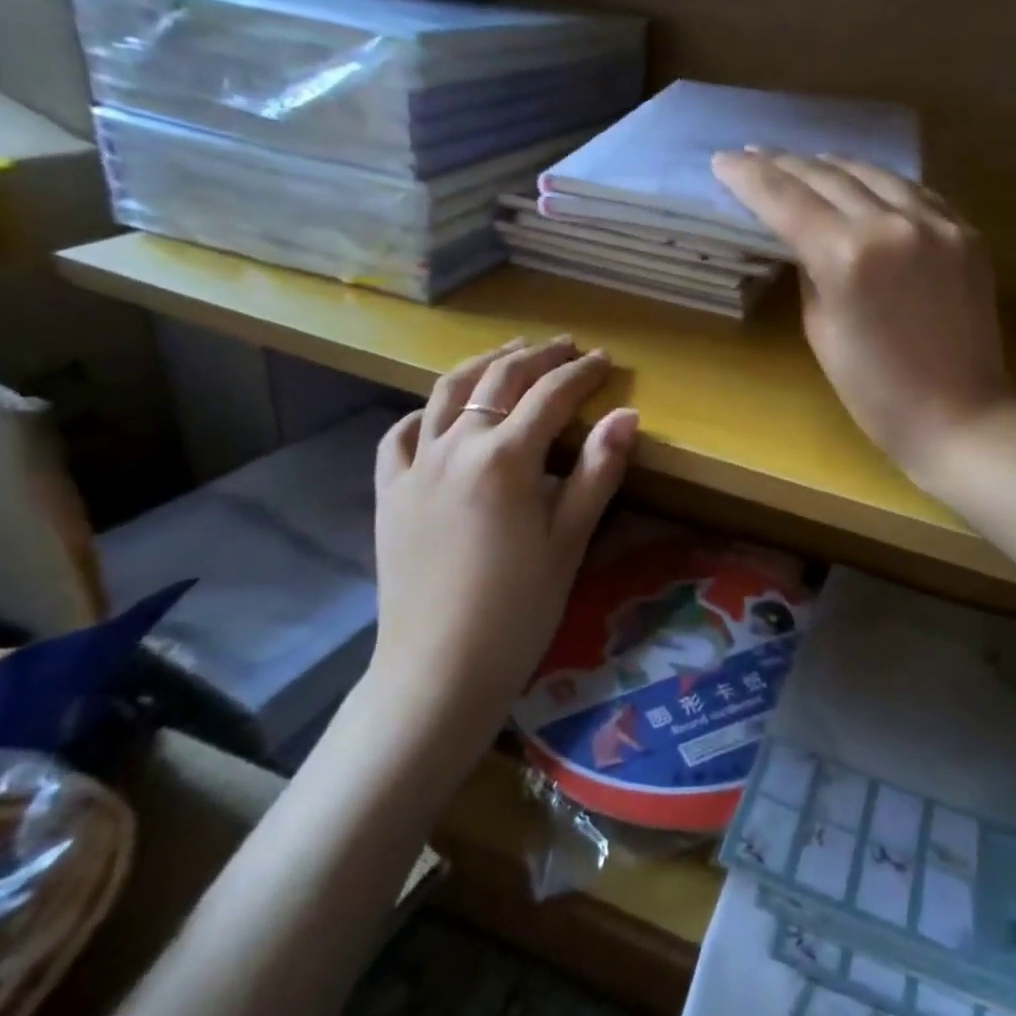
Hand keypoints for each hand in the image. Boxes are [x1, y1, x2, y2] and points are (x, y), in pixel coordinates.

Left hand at [370, 338, 638, 734]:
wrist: (438, 669)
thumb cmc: (519, 609)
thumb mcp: (570, 540)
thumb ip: (599, 471)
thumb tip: (627, 415)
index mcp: (506, 457)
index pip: (551, 395)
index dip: (581, 373)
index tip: (604, 359)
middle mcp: (456, 446)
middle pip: (498, 379)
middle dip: (537, 356)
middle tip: (565, 346)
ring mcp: (415, 467)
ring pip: (445, 393)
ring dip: (482, 364)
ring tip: (509, 352)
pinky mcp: (389, 492)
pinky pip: (400, 435)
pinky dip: (425, 412)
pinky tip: (439, 413)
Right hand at [711, 150, 1015, 483]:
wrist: (961, 416)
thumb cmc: (876, 393)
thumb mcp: (822, 331)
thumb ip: (810, 272)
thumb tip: (805, 239)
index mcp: (848, 256)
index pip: (786, 199)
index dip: (749, 177)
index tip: (724, 160)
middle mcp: (893, 224)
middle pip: (829, 175)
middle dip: (786, 164)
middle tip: (756, 155)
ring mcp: (938, 222)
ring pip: (876, 173)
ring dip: (835, 165)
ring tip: (808, 162)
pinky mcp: (967, 232)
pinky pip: (915, 192)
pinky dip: (882, 185)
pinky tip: (867, 186)